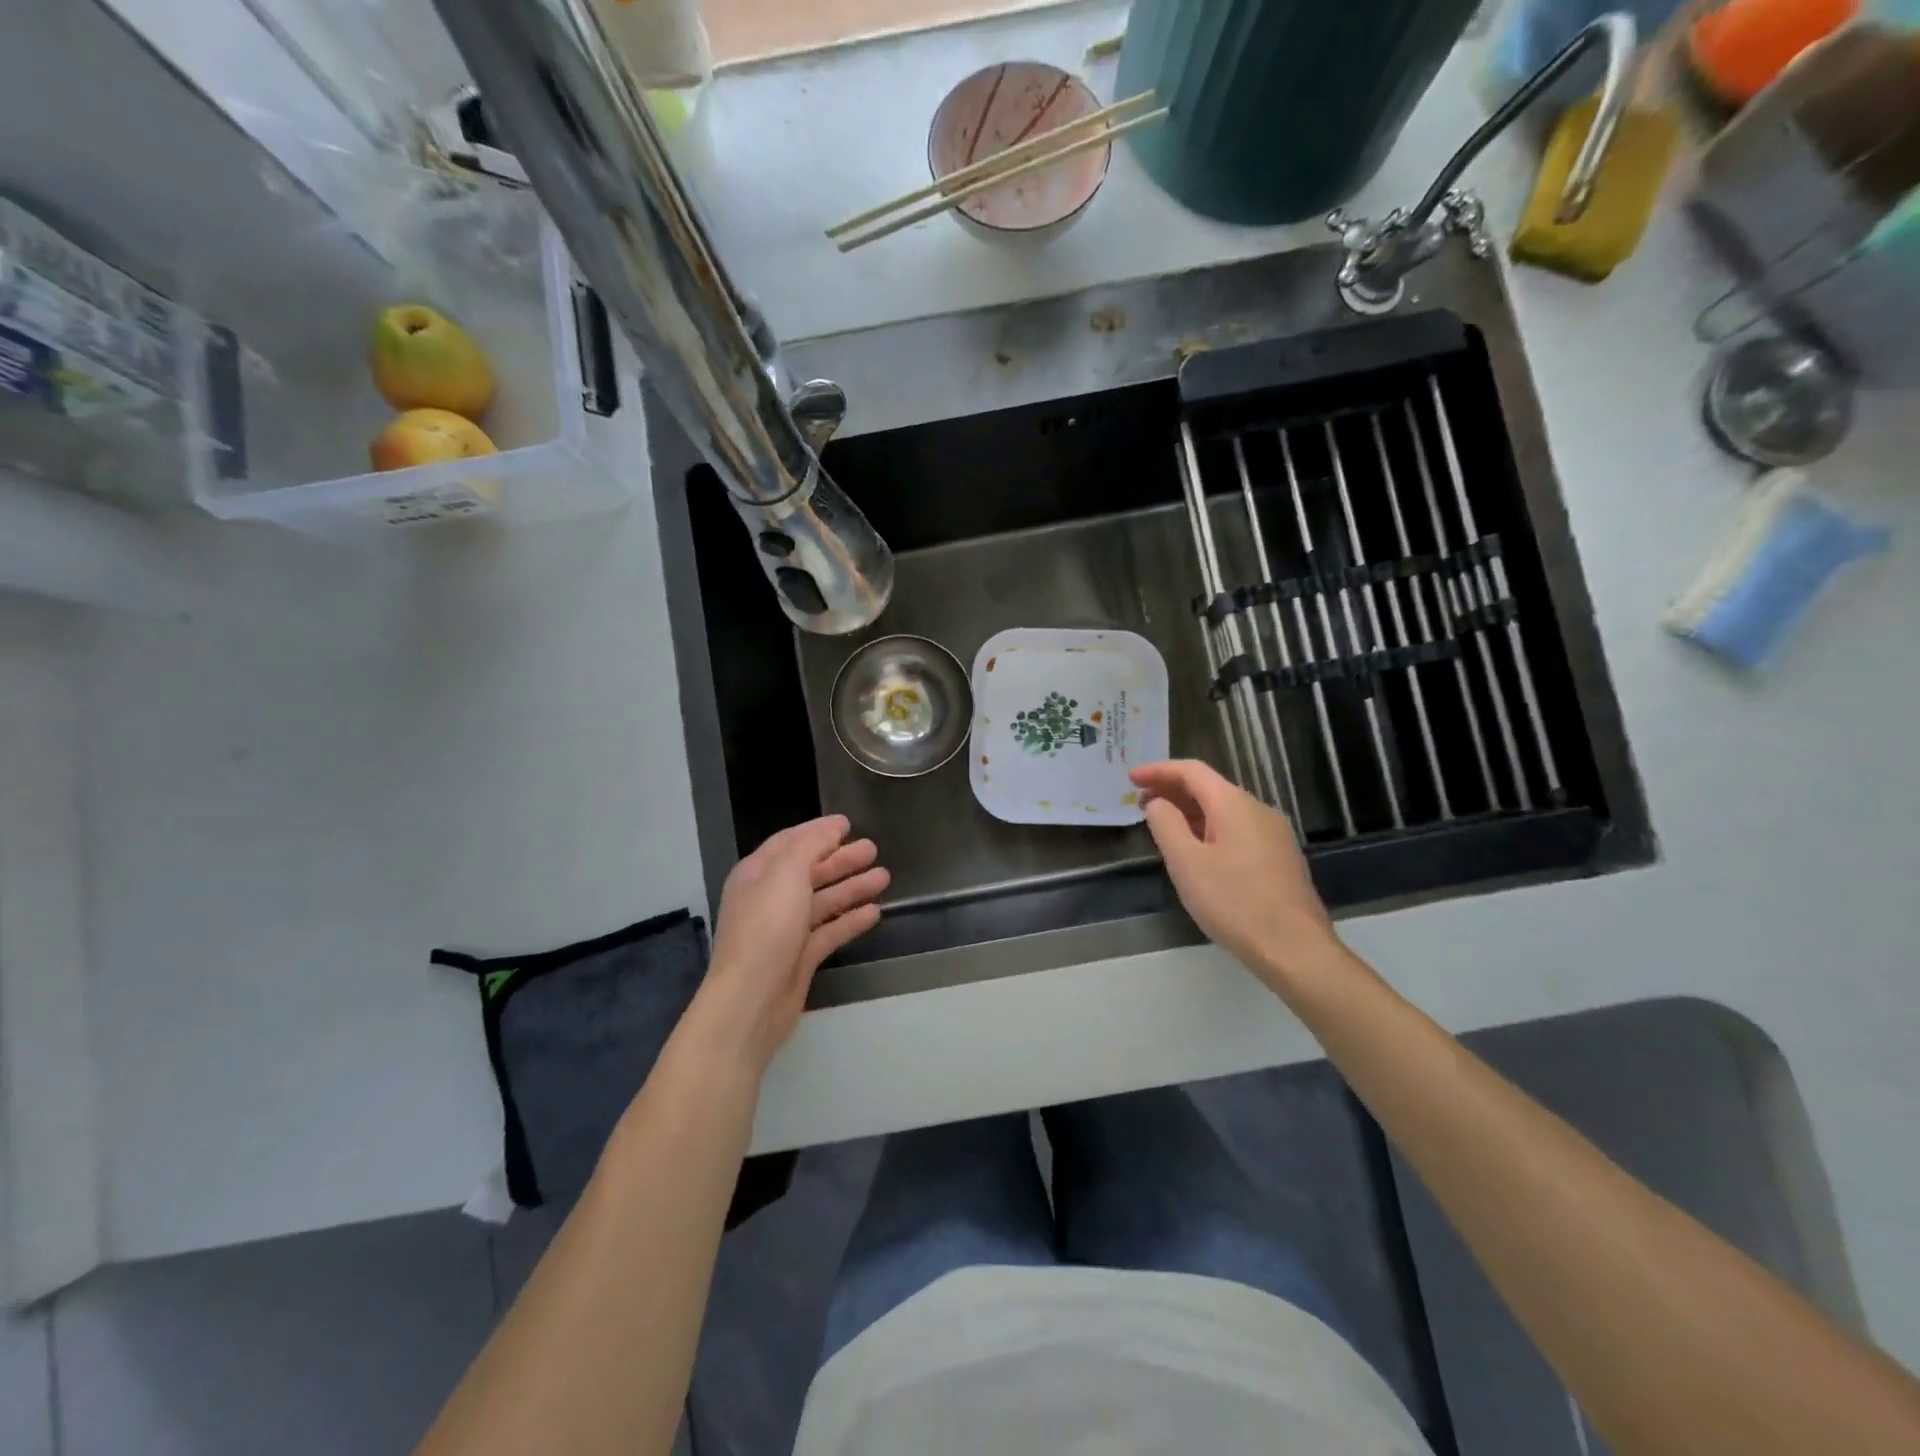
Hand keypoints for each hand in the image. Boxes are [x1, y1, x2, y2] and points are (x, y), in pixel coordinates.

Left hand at [693, 816, 888, 1067]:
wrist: (751, 1000)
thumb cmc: (766, 928)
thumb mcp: (787, 874)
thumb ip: (810, 846)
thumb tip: (831, 827)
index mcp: (757, 874)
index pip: (790, 842)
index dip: (818, 831)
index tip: (847, 823)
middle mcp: (769, 899)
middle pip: (809, 871)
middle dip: (841, 859)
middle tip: (873, 849)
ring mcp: (785, 930)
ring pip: (823, 901)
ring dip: (852, 888)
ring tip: (884, 877)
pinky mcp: (800, 958)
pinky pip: (829, 931)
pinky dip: (850, 920)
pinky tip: (875, 913)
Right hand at [1131, 760, 1340, 994]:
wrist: (1294, 948)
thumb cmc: (1234, 902)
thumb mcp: (1187, 863)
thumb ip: (1166, 824)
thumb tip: (1157, 802)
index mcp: (1234, 804)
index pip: (1192, 771)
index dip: (1158, 770)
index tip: (1131, 778)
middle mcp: (1258, 810)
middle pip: (1209, 788)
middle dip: (1172, 790)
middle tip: (1139, 801)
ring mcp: (1273, 834)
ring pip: (1223, 810)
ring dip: (1189, 811)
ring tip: (1161, 824)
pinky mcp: (1278, 857)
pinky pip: (1236, 829)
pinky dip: (1208, 828)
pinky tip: (1195, 850)